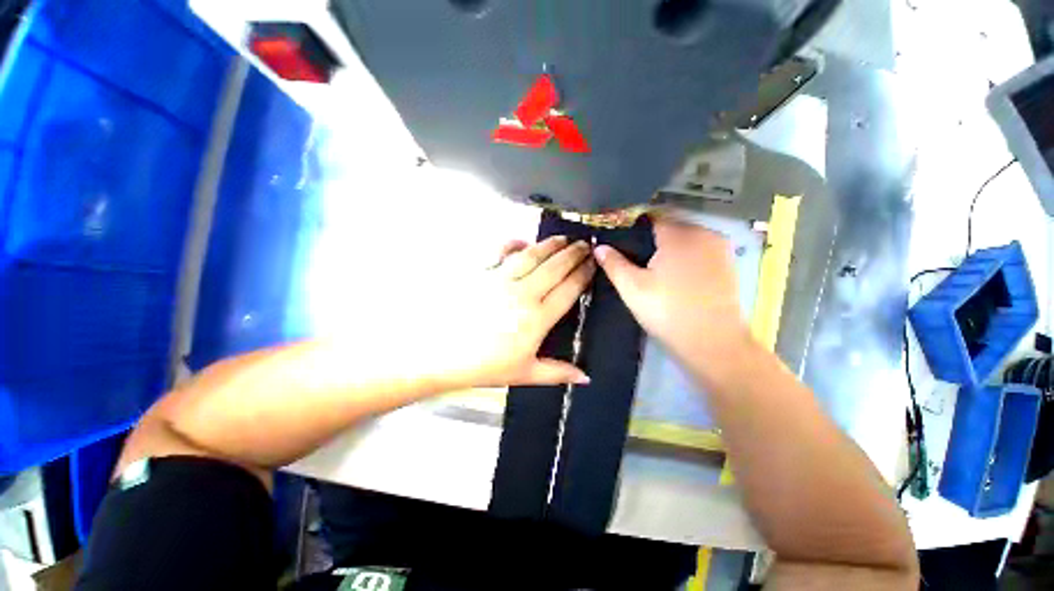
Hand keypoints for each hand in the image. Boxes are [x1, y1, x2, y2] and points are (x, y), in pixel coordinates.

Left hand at [432, 236, 595, 388]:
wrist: (439, 354)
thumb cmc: (484, 367)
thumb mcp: (524, 374)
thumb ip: (557, 372)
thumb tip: (586, 377)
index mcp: (537, 318)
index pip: (568, 290)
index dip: (583, 274)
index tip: (594, 263)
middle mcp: (523, 293)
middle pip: (554, 268)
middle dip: (573, 254)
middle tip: (585, 244)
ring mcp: (500, 280)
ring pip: (532, 256)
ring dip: (550, 245)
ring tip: (563, 238)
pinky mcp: (481, 273)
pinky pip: (500, 252)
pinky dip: (513, 243)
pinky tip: (522, 241)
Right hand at [594, 216, 751, 378]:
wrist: (713, 343)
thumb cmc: (667, 311)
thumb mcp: (632, 288)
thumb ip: (613, 263)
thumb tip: (599, 246)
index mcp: (678, 234)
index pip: (651, 217)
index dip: (632, 228)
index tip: (621, 243)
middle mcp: (703, 233)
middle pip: (669, 227)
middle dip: (651, 239)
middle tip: (635, 261)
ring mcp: (720, 248)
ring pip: (685, 239)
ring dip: (669, 249)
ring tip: (653, 270)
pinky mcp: (729, 264)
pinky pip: (700, 251)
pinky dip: (685, 257)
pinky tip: (676, 277)